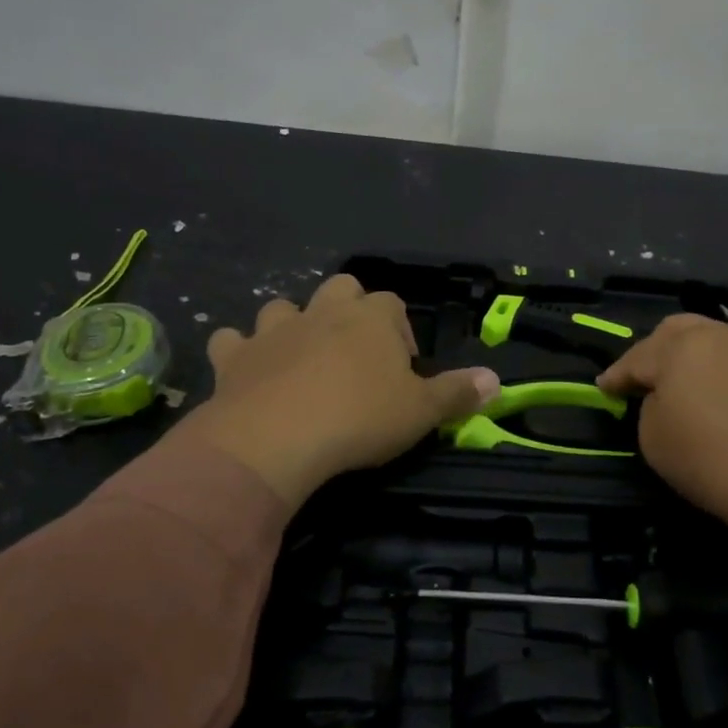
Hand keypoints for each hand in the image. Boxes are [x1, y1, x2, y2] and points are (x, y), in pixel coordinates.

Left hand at [176, 274, 498, 508]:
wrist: (276, 438)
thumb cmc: (360, 418)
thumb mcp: (421, 411)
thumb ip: (458, 393)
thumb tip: (495, 381)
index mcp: (371, 317)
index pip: (391, 305)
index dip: (398, 332)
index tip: (401, 368)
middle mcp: (322, 311)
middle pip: (339, 289)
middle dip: (347, 312)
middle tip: (355, 357)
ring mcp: (274, 330)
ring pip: (283, 308)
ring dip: (292, 327)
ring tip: (301, 362)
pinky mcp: (235, 357)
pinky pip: (232, 341)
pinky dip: (239, 352)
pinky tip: (247, 373)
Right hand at [598, 314, 727, 554]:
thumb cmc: (714, 461)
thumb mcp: (654, 439)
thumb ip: (649, 407)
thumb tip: (664, 397)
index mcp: (678, 347)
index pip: (635, 358)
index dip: (615, 377)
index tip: (603, 389)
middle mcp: (716, 333)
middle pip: (673, 332)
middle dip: (652, 353)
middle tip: (641, 380)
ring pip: (708, 337)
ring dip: (687, 355)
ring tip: (678, 382)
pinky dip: (716, 365)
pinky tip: (714, 387)